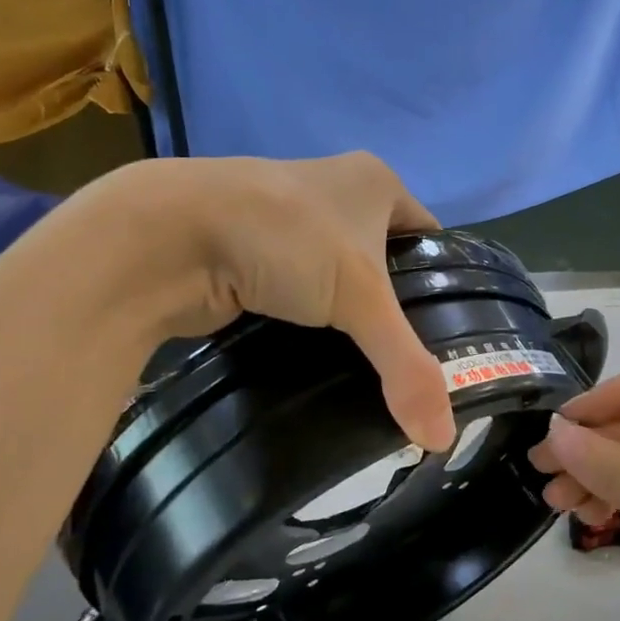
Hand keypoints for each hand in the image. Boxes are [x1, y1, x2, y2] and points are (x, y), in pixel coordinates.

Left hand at [123, 152, 456, 453]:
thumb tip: (442, 440)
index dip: (444, 282)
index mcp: (375, 181)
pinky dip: (308, 321)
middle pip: (384, 260)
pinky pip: (297, 291)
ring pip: (337, 277)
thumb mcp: (360, 298)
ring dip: (347, 316)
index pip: (429, 236)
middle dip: (394, 307)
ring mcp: (287, 221)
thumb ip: (406, 366)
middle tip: (409, 362)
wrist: (168, 236)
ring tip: (367, 368)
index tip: (451, 336)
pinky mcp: (250, 252)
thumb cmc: (286, 239)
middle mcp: (334, 191)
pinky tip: (318, 357)